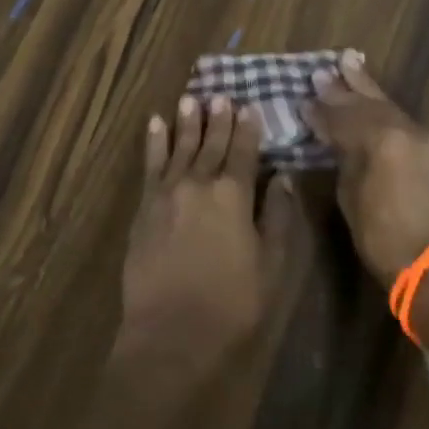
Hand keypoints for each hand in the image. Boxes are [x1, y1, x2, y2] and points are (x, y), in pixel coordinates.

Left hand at [118, 95, 282, 369]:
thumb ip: (277, 217)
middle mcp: (199, 183)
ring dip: (186, 122)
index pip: (244, 152)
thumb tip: (284, 179)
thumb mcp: (272, 265)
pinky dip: (154, 142)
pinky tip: (156, 123)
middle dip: (217, 119)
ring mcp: (167, 193)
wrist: (173, 333)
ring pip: (180, 147)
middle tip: (220, 94)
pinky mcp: (144, 207)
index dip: (248, 128)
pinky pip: (150, 165)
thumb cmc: (232, 304)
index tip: (248, 106)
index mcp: (234, 195)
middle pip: (211, 144)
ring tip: (191, 98)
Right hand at [304, 51, 428, 285]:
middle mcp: (408, 130)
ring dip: (368, 90)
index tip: (303, 100)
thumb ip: (344, 158)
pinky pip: (405, 123)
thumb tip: (333, 138)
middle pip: (370, 102)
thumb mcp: (352, 198)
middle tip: (324, 68)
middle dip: (346, 86)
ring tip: (350, 64)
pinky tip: (375, 104)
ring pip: (390, 108)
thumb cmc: (386, 240)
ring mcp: (428, 139)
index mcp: (382, 140)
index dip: (321, 110)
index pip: (343, 117)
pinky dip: (386, 112)